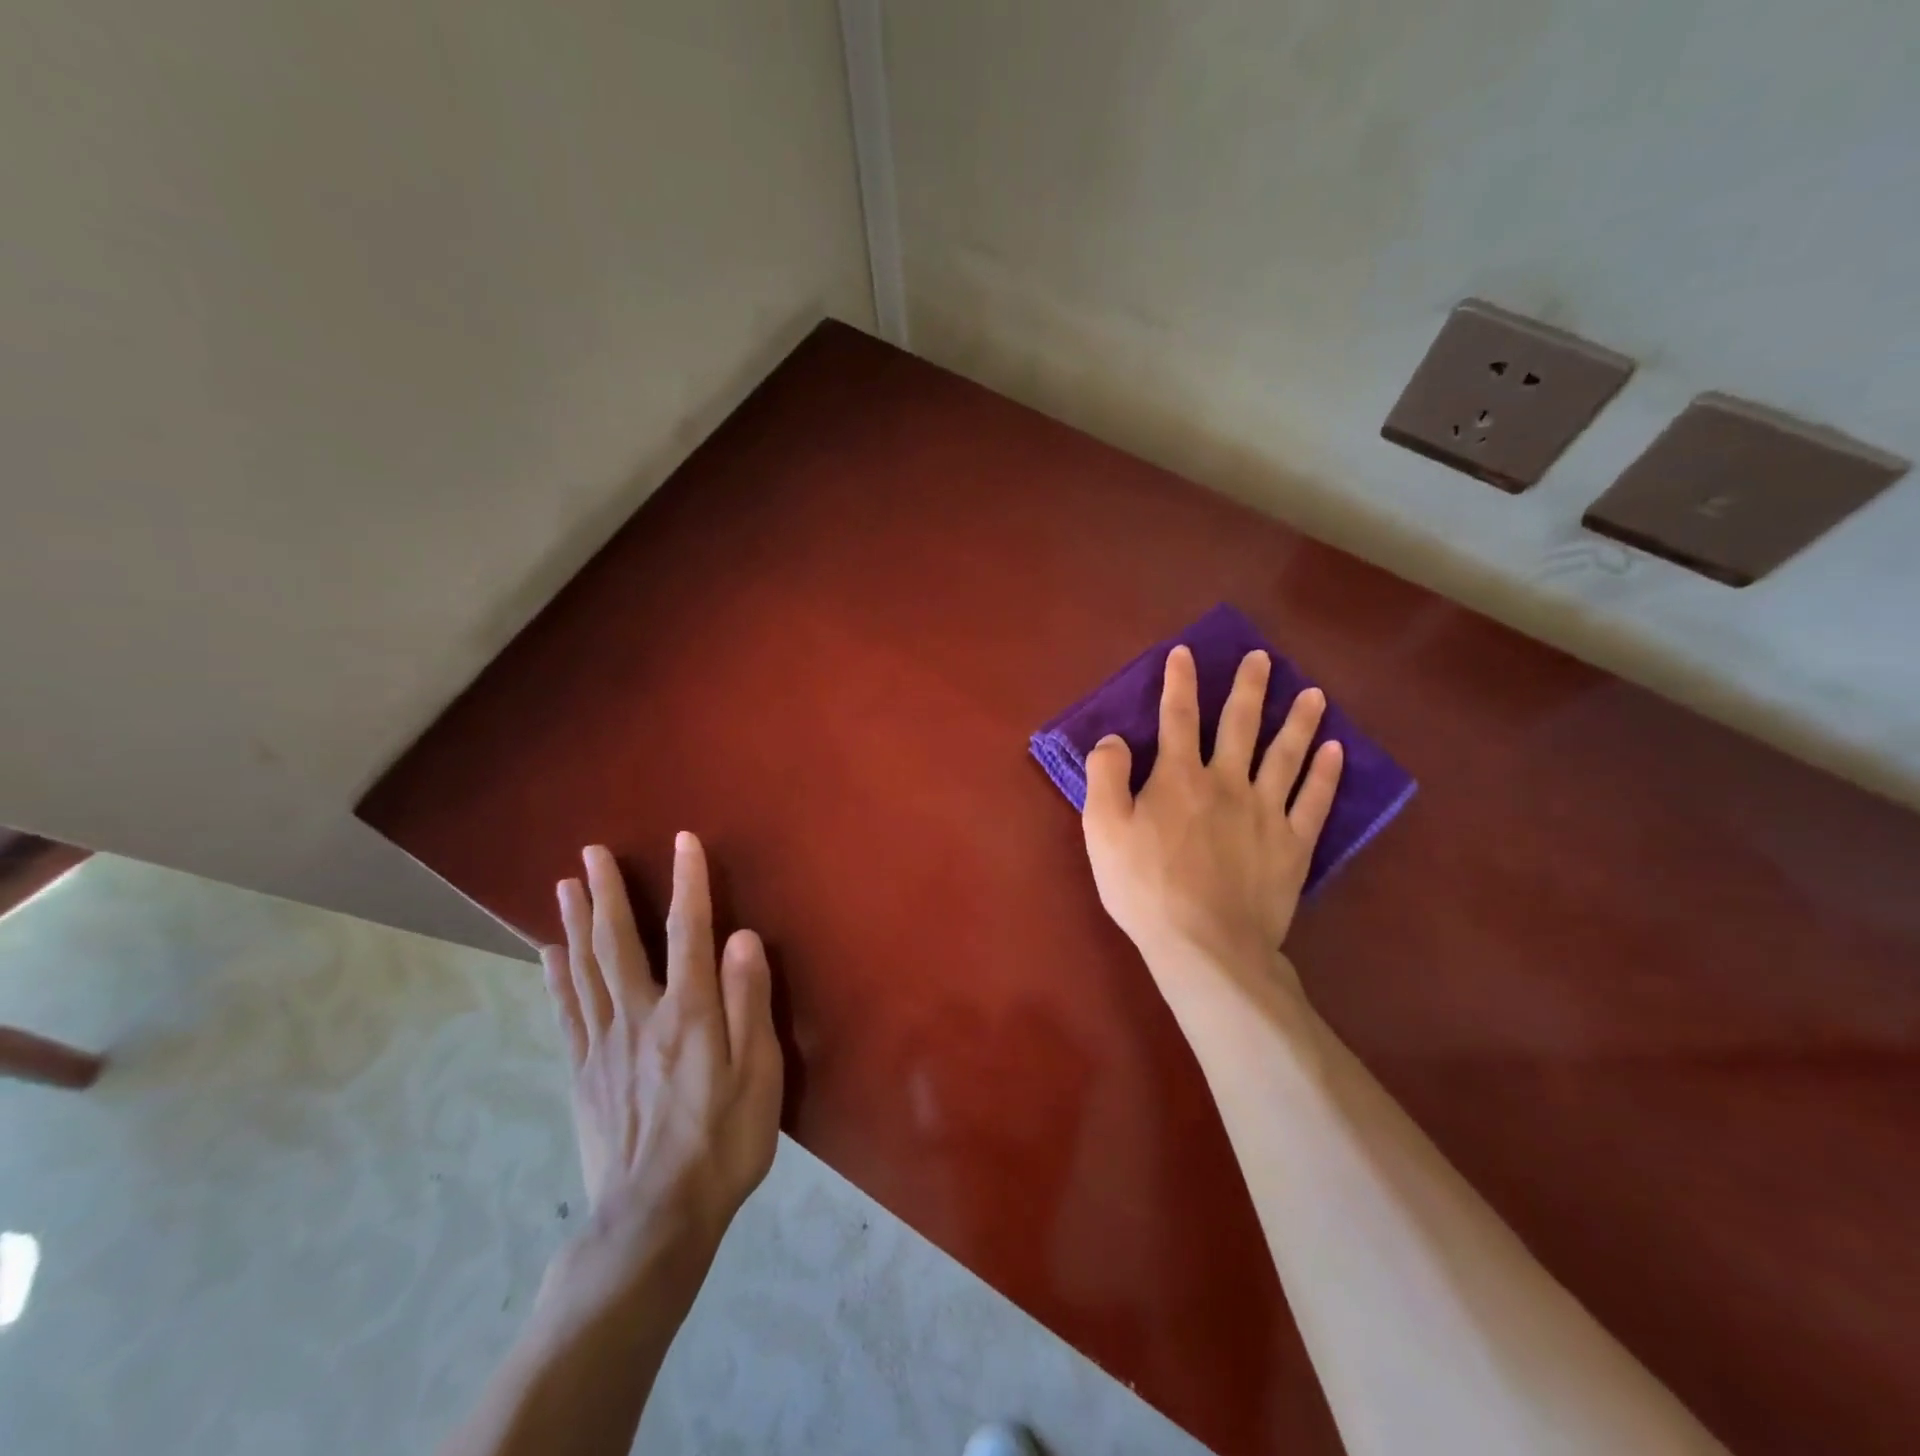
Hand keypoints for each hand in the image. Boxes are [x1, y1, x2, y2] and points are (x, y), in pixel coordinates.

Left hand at [538, 833, 782, 1312]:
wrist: (654, 1218)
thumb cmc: (722, 1141)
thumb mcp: (758, 1073)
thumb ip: (749, 1001)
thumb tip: (742, 936)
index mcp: (688, 1011)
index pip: (688, 930)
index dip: (688, 882)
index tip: (684, 841)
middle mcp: (640, 1014)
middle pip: (619, 941)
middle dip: (608, 892)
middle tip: (592, 852)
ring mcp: (604, 1043)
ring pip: (585, 968)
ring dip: (576, 922)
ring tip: (565, 885)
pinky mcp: (583, 1072)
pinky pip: (567, 1011)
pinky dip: (557, 975)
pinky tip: (549, 953)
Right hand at [1082, 645, 1342, 985]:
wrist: (1205, 944)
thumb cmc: (1145, 887)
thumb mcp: (1102, 830)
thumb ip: (1105, 777)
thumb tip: (1114, 738)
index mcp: (1179, 777)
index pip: (1178, 717)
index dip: (1180, 681)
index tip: (1185, 652)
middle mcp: (1226, 782)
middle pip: (1240, 725)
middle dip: (1248, 688)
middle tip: (1262, 658)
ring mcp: (1266, 812)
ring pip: (1285, 755)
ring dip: (1298, 722)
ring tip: (1313, 694)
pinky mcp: (1292, 845)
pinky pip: (1313, 801)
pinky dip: (1325, 775)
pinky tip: (1335, 753)